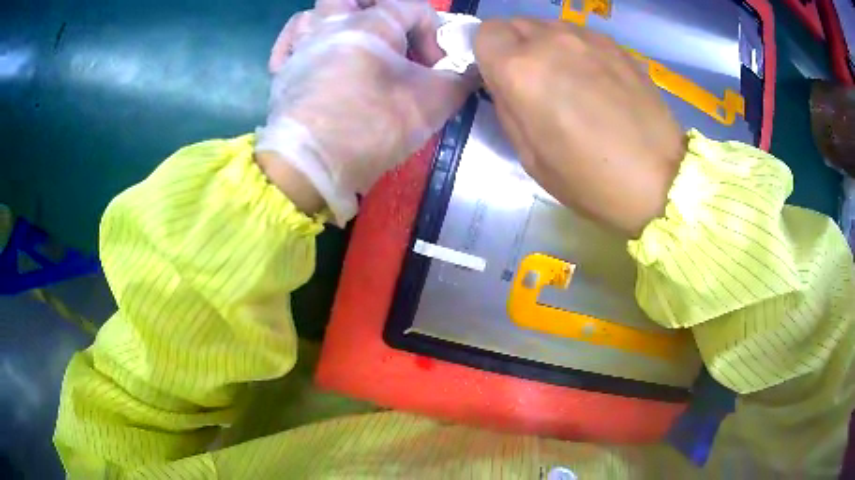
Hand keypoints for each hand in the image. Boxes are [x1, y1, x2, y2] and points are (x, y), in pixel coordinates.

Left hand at [255, 0, 477, 224]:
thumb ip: (460, 80)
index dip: (433, 33)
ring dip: (335, 21)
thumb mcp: (433, 103)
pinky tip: (313, 54)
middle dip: (377, 7)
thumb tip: (470, 71)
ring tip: (352, 42)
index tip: (437, 68)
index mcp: (371, 23)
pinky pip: (288, 44)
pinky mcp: (282, 73)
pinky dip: (301, 43)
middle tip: (390, 32)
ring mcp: (301, 47)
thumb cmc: (373, 126)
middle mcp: (331, 24)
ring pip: (314, 13)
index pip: (413, 7)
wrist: (312, 165)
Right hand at [474, 19, 685, 237]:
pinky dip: (577, 50)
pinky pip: (581, 36)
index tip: (501, 77)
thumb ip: (507, 107)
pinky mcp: (617, 46)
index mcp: (521, 70)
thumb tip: (504, 82)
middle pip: (516, 24)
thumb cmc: (590, 180)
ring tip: (569, 81)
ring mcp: (589, 39)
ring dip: (547, 46)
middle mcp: (551, 41)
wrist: (660, 180)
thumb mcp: (530, 157)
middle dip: (515, 47)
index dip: (488, 54)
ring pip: (549, 26)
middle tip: (534, 82)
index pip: (485, 33)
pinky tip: (597, 81)